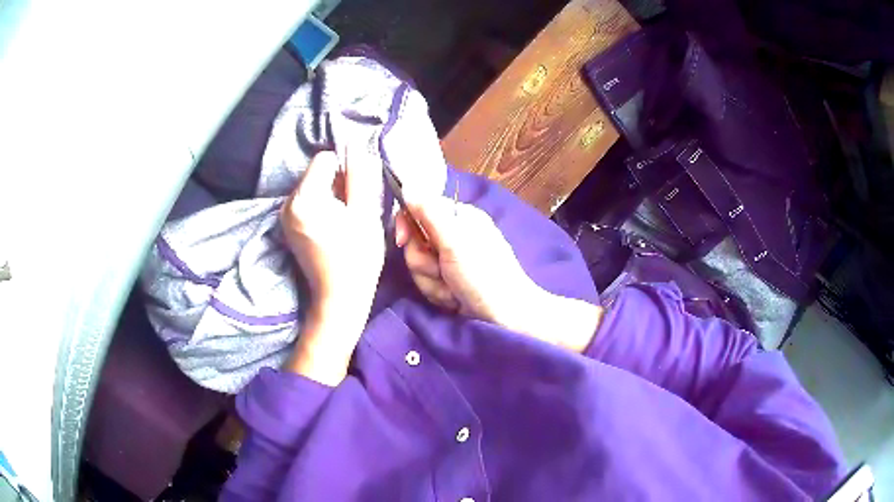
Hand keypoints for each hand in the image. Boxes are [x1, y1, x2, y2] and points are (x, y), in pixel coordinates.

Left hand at [280, 149, 384, 384]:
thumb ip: (360, 176)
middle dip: (337, 183)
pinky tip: (333, 228)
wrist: (338, 300)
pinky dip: (322, 207)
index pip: (325, 158)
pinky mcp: (288, 227)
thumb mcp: (365, 214)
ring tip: (344, 222)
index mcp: (304, 198)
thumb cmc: (357, 259)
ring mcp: (285, 216)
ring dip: (331, 195)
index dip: (346, 170)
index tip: (356, 194)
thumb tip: (357, 147)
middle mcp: (288, 203)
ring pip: (313, 187)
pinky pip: (307, 202)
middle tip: (353, 211)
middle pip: (316, 172)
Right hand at [395, 196, 601, 352]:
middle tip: (444, 272)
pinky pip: (429, 284)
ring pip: (420, 267)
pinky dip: (440, 294)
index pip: (419, 209)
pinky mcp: (450, 282)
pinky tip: (456, 300)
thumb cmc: (484, 276)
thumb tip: (408, 185)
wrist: (505, 317)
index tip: (403, 241)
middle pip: (415, 243)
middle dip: (425, 264)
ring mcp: (451, 261)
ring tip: (453, 290)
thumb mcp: (455, 241)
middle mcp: (454, 235)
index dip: (407, 225)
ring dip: (433, 283)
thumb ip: (429, 214)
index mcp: (460, 217)